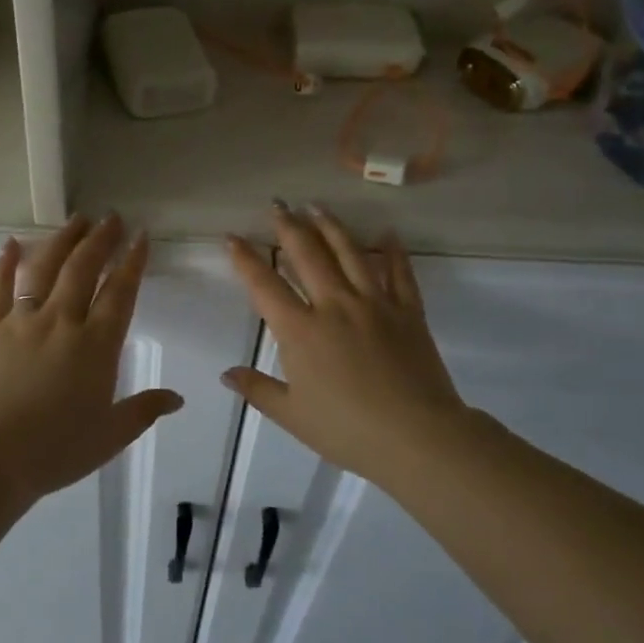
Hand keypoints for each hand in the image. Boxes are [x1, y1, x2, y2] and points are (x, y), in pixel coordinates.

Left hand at [0, 214, 182, 503]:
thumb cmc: (56, 450)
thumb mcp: (110, 435)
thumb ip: (143, 410)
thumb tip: (177, 398)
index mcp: (96, 345)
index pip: (120, 293)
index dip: (132, 262)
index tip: (141, 237)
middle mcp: (62, 322)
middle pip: (83, 269)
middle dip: (100, 240)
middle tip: (111, 218)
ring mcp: (22, 321)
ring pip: (44, 268)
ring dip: (62, 240)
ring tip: (76, 220)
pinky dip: (4, 263)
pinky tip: (10, 243)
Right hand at [222, 205, 475, 484]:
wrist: (417, 437)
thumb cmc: (348, 430)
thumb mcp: (293, 415)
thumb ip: (258, 390)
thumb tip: (226, 373)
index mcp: (301, 331)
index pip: (264, 285)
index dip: (245, 259)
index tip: (232, 237)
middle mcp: (334, 306)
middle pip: (307, 255)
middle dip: (288, 227)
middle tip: (278, 205)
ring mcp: (374, 304)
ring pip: (350, 253)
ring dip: (331, 226)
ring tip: (317, 206)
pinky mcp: (408, 312)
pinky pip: (400, 273)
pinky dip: (393, 251)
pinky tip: (387, 234)